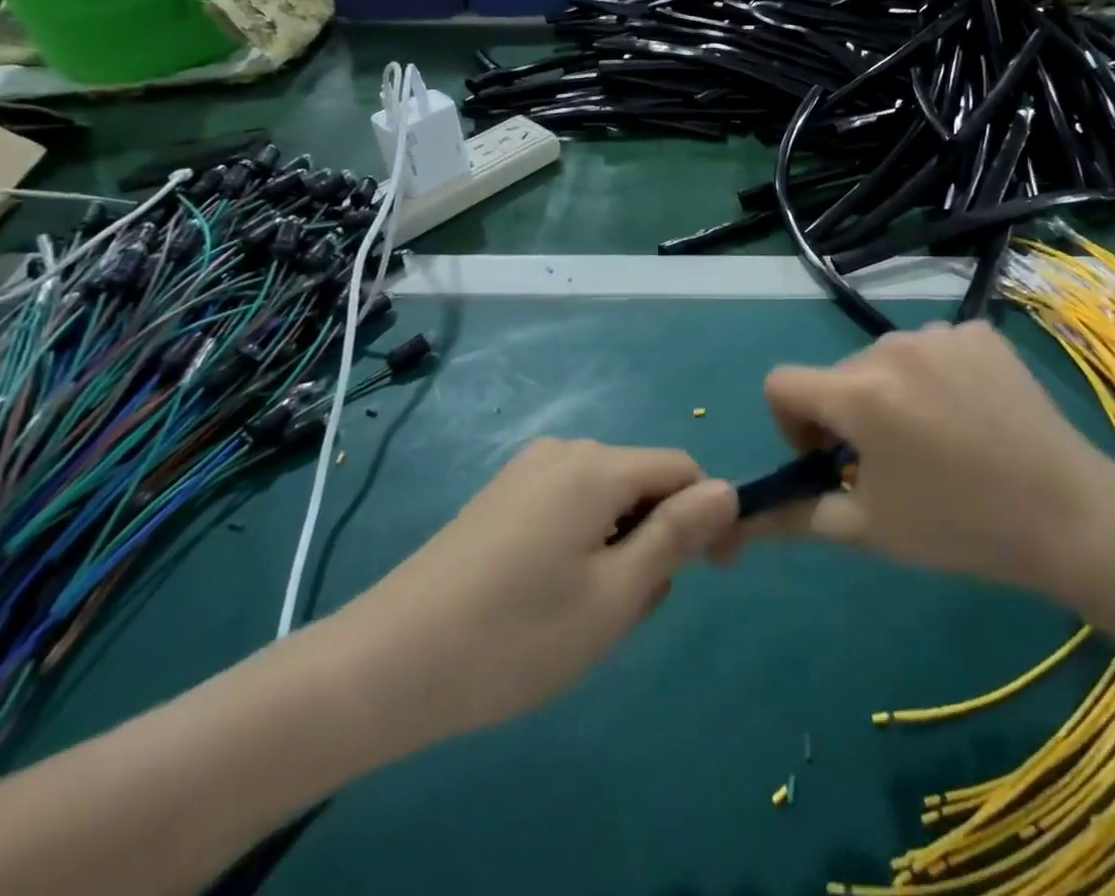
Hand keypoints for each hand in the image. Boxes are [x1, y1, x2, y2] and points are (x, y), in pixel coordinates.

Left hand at [328, 439, 736, 747]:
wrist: (386, 665)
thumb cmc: (516, 635)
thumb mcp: (616, 595)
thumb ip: (678, 534)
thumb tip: (727, 490)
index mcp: (597, 466)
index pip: (683, 469)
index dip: (705, 517)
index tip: (702, 576)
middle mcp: (565, 451)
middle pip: (642, 484)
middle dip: (652, 540)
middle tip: (622, 612)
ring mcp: (527, 470)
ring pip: (606, 499)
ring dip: (616, 549)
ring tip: (579, 615)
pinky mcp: (501, 495)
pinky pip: (568, 505)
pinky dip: (580, 545)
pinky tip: (545, 599)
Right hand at [744, 321, 1114, 597]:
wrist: (1070, 516)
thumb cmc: (960, 528)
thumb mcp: (868, 529)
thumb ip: (795, 517)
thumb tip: (737, 524)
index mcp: (859, 392)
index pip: (782, 384)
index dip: (791, 424)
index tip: (829, 459)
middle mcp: (891, 347)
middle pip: (839, 375)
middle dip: (847, 415)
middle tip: (891, 463)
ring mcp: (940, 333)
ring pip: (886, 360)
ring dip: (892, 394)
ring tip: (937, 438)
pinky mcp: (980, 332)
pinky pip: (934, 349)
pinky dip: (936, 377)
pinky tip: (971, 413)